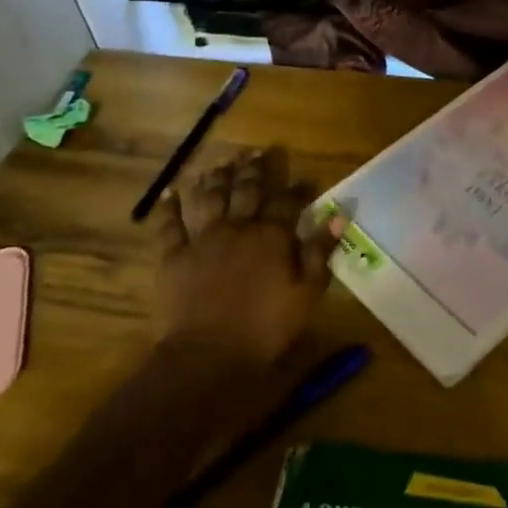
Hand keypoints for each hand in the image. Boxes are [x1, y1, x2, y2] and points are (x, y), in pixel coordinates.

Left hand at [142, 146, 339, 369]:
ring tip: (222, 162)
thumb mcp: (307, 293)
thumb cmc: (266, 328)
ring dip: (217, 177)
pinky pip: (169, 225)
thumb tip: (338, 215)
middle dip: (254, 169)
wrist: (208, 356)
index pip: (288, 201)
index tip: (305, 179)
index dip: (298, 188)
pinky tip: (171, 191)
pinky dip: (169, 206)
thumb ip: (321, 251)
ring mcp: (203, 239)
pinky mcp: (173, 256)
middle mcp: (238, 227)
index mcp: (272, 236)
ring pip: (210, 197)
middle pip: (247, 190)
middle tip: (258, 152)